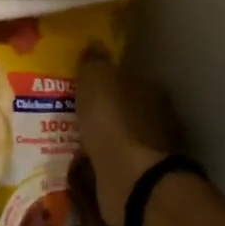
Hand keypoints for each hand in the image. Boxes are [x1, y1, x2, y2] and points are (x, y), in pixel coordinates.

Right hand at [75, 51, 181, 225]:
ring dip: (98, 140)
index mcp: (151, 90)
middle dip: (101, 113)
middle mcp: (157, 119)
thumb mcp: (97, 82)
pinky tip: (78, 166)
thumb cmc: (114, 124)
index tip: (81, 87)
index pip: (128, 79)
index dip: (105, 82)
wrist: (131, 180)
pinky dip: (98, 164)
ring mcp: (150, 152)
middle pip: (124, 110)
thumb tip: (95, 45)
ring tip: (67, 142)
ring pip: (118, 139)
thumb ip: (94, 64)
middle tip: (70, 115)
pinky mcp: (138, 179)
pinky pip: (111, 165)